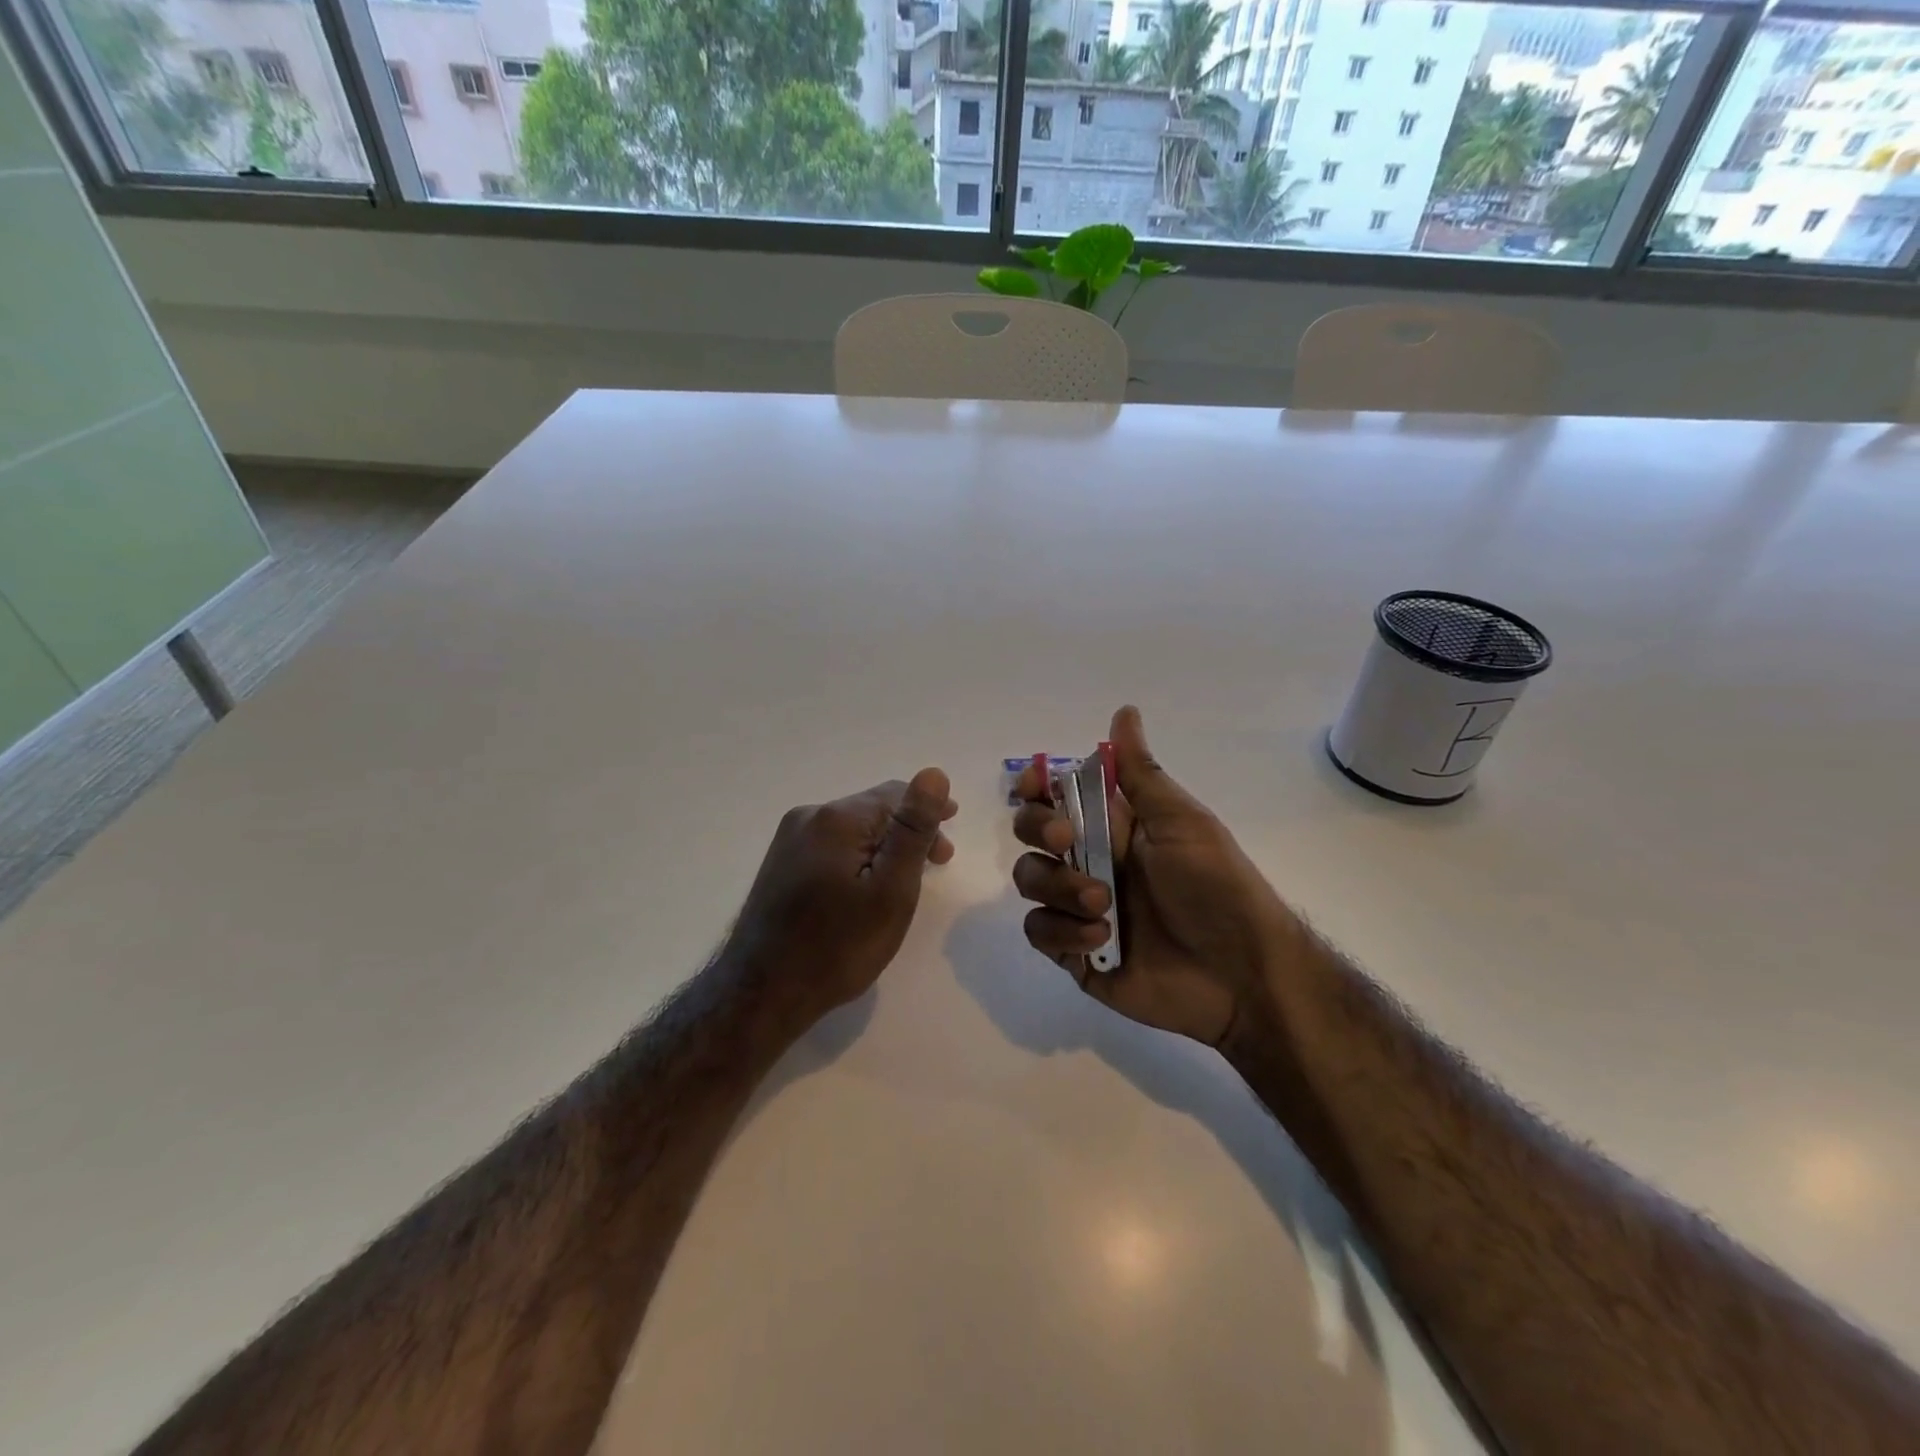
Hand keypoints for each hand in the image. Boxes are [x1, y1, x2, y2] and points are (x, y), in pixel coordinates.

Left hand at [730, 768, 957, 1027]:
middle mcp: (808, 816)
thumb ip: (913, 830)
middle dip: (907, 831)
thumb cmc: (838, 946)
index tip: (949, 843)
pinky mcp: (780, 864)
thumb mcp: (891, 890)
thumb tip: (934, 773)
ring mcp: (788, 840)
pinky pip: (831, 846)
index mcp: (836, 817)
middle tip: (937, 863)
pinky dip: (858, 857)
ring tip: (905, 876)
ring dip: (883, 844)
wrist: (761, 993)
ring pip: (852, 829)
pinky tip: (866, 884)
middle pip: (872, 810)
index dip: (929, 814)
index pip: (895, 794)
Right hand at [1011, 707, 1292, 1047]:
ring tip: (1104, 904)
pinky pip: (1040, 931)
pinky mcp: (1075, 954)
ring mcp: (1080, 908)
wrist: (1242, 974)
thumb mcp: (1182, 822)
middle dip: (1039, 828)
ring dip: (1058, 886)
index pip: (1057, 795)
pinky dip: (1063, 933)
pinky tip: (1101, 940)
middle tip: (1067, 840)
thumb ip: (1141, 773)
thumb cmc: (1217, 887)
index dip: (1036, 787)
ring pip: (1030, 879)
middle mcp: (1091, 861)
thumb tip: (1125, 711)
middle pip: (1032, 831)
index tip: (1033, 787)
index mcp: (1114, 826)